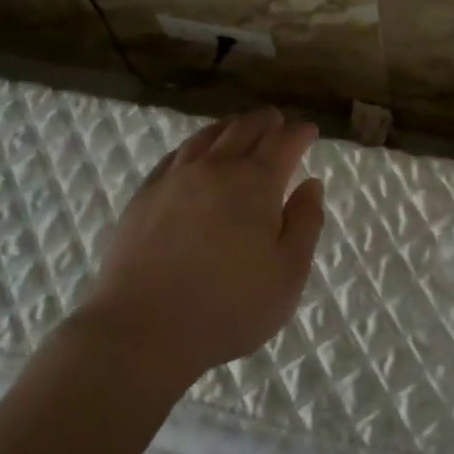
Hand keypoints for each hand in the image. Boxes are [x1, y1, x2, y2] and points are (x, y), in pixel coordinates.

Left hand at [72, 108, 323, 389]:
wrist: (142, 330)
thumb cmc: (228, 308)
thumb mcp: (288, 274)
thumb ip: (305, 224)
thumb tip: (311, 185)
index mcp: (255, 183)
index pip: (283, 141)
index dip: (299, 132)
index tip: (308, 131)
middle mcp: (215, 168)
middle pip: (244, 128)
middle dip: (266, 122)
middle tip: (277, 123)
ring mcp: (174, 179)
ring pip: (207, 136)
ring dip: (230, 127)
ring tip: (239, 128)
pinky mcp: (145, 196)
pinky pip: (175, 155)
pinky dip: (195, 145)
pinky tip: (194, 154)